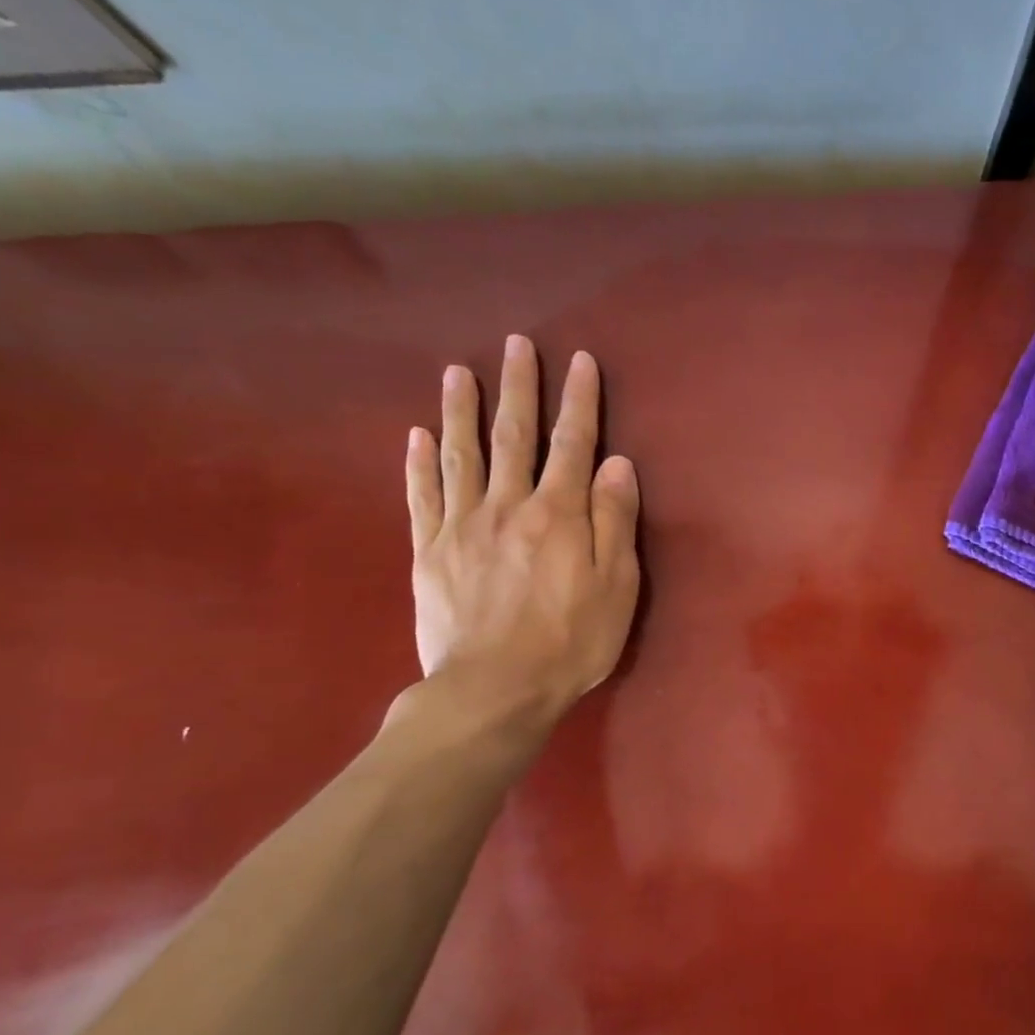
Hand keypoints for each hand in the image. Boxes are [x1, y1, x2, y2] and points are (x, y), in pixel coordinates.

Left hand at [404, 337, 640, 735]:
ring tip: (457, 372)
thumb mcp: (617, 586)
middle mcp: (509, 505)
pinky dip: (419, 463)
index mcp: (560, 513)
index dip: (578, 400)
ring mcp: (462, 526)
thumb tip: (617, 463)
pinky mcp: (429, 552)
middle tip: (515, 344)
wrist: (494, 690)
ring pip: (462, 455)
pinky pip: (422, 497)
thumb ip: (615, 520)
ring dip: (461, 410)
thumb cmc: (571, 642)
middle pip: (514, 436)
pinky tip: (417, 435)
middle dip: (518, 387)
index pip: (573, 443)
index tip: (578, 360)